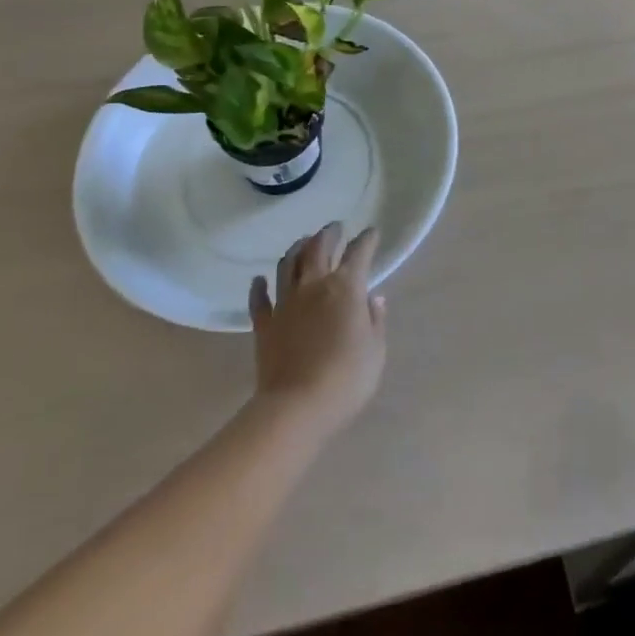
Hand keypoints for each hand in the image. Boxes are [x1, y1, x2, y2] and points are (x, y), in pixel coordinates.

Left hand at [249, 223, 387, 438]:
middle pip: (319, 248)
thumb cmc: (346, 379)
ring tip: (303, 241)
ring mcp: (286, 303)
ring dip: (297, 248)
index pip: (358, 253)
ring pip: (288, 264)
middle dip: (329, 233)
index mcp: (346, 288)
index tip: (372, 232)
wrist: (296, 408)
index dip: (366, 239)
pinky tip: (258, 280)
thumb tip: (373, 299)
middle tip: (335, 227)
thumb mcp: (376, 351)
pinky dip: (258, 287)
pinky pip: (259, 300)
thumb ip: (375, 320)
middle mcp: (314, 285)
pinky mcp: (264, 324)